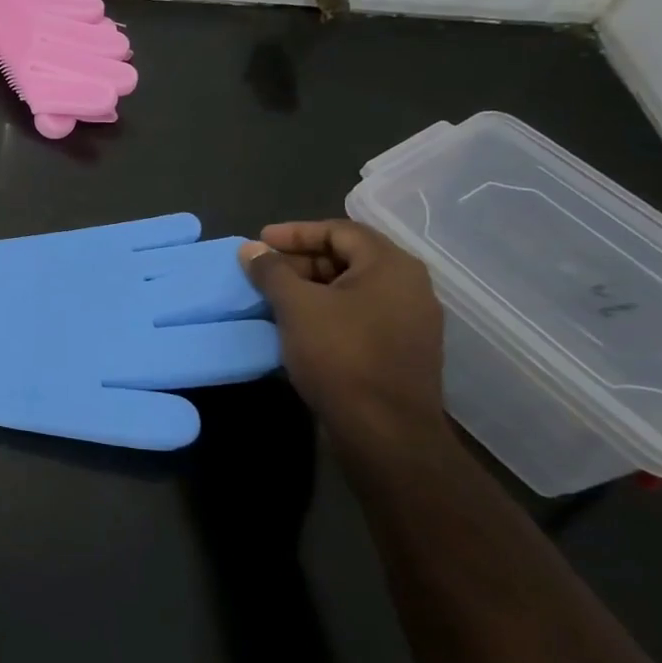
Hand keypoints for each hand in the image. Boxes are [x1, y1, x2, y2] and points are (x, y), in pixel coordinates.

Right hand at [238, 220, 449, 462]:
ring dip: (312, 286)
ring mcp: (411, 320)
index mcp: (391, 266)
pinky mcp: (403, 349)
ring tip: (275, 297)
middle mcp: (410, 286)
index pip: (340, 230)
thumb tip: (250, 249)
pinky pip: (361, 314)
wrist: (385, 432)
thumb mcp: (296, 306)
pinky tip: (299, 325)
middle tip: (263, 271)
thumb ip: (271, 271)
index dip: (295, 232)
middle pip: (349, 257)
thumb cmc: (340, 356)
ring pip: (353, 288)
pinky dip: (328, 310)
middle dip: (301, 260)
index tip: (259, 243)